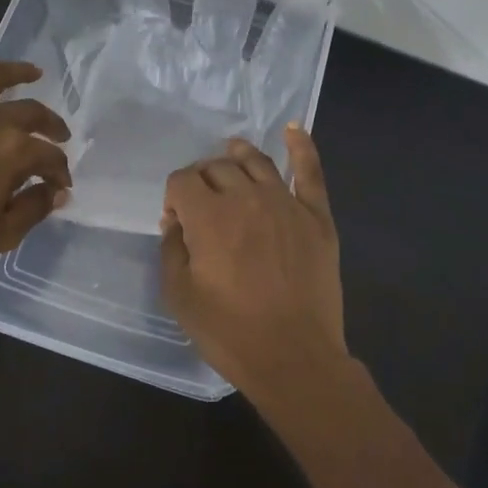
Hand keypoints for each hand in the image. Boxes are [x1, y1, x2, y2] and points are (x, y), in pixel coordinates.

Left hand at [0, 39, 71, 280]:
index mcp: (12, 152)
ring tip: (34, 72)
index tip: (60, 186)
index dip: (59, 171)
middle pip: (30, 113)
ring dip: (18, 72)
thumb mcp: (0, 235)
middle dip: (51, 125)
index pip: (48, 156)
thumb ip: (34, 209)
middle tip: (58, 136)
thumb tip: (57, 192)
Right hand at [160, 127, 346, 402]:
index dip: (174, 196)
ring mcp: (285, 203)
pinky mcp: (316, 216)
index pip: (182, 180)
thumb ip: (172, 248)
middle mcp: (245, 197)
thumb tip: (176, 221)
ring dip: (237, 155)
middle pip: (217, 167)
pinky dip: (301, 146)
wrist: (294, 358)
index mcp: (208, 216)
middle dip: (202, 178)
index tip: (178, 222)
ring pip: (256, 161)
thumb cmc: (230, 332)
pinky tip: (294, 129)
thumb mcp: (180, 296)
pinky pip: (309, 171)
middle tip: (202, 204)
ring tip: (231, 155)